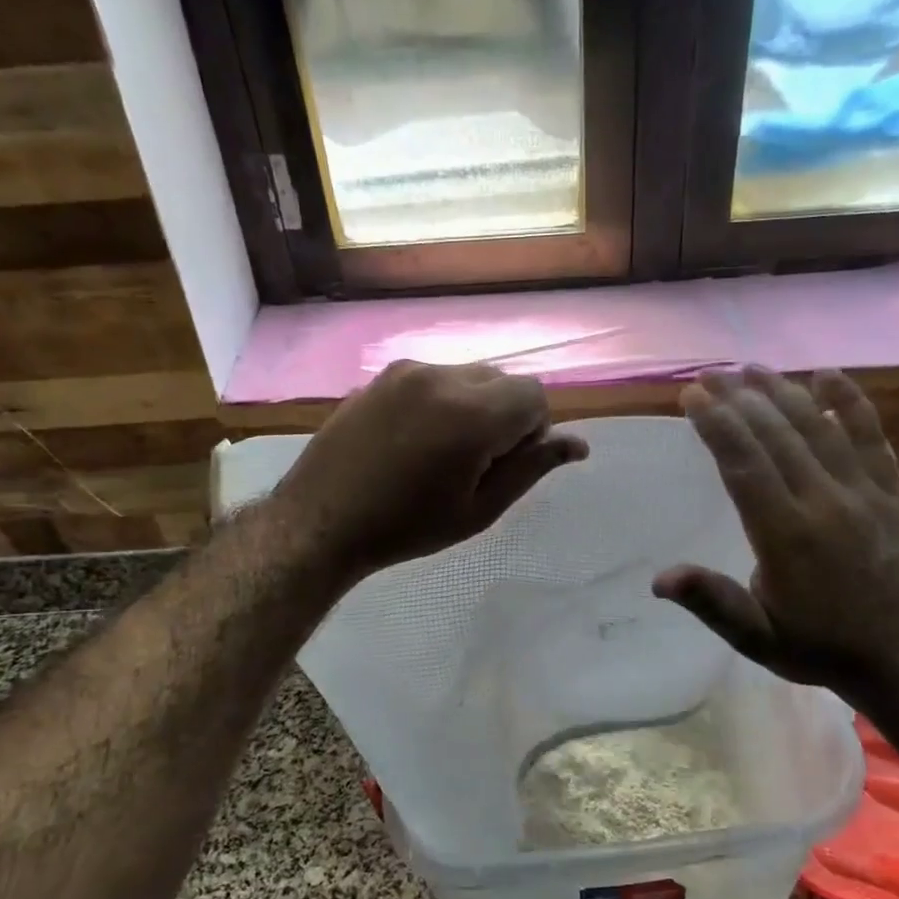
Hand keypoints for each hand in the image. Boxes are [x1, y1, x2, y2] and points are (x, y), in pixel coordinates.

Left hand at [274, 360, 586, 584]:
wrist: (320, 521)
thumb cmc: (407, 527)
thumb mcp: (479, 510)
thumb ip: (531, 469)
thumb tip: (578, 445)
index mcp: (472, 414)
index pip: (535, 395)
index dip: (532, 430)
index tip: (504, 465)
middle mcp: (442, 377)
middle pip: (503, 380)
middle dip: (505, 415)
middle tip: (476, 463)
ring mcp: (407, 371)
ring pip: (469, 376)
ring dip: (474, 405)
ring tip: (441, 451)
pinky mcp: (382, 375)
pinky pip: (434, 377)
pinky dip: (442, 400)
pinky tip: (413, 439)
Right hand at [653, 367, 898, 702]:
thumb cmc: (817, 646)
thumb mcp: (756, 638)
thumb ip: (712, 602)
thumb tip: (660, 579)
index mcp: (786, 537)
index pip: (744, 465)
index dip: (717, 426)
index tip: (691, 396)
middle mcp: (825, 504)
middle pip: (776, 436)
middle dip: (738, 398)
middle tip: (708, 373)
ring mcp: (864, 494)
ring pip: (817, 428)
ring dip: (782, 392)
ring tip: (750, 368)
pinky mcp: (891, 492)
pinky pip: (872, 437)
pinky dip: (850, 403)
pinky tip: (826, 375)